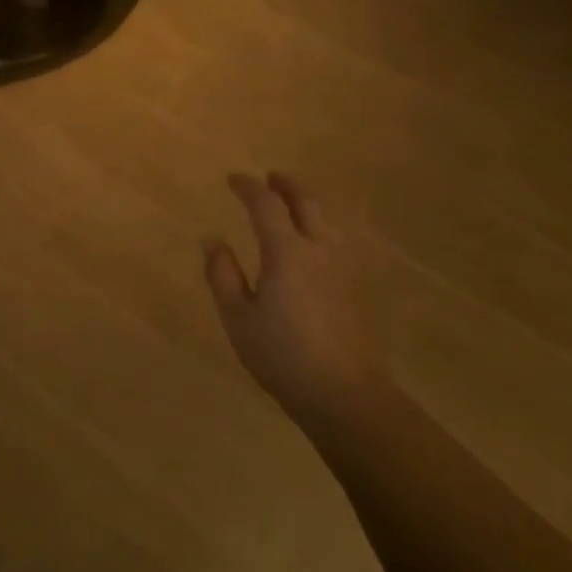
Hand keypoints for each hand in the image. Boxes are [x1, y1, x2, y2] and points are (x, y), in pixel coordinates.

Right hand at [204, 172, 373, 424]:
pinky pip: (341, 239)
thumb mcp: (238, 318)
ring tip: (294, 204)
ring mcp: (345, 266)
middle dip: (286, 185)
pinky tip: (320, 241)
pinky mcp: (358, 285)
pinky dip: (325, 226)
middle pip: (307, 201)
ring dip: (309, 202)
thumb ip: (223, 275)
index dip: (248, 187)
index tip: (233, 179)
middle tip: (271, 178)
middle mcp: (319, 248)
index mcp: (287, 252)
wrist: (344, 393)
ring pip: (329, 218)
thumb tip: (212, 239)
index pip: (266, 204)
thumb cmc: (282, 356)